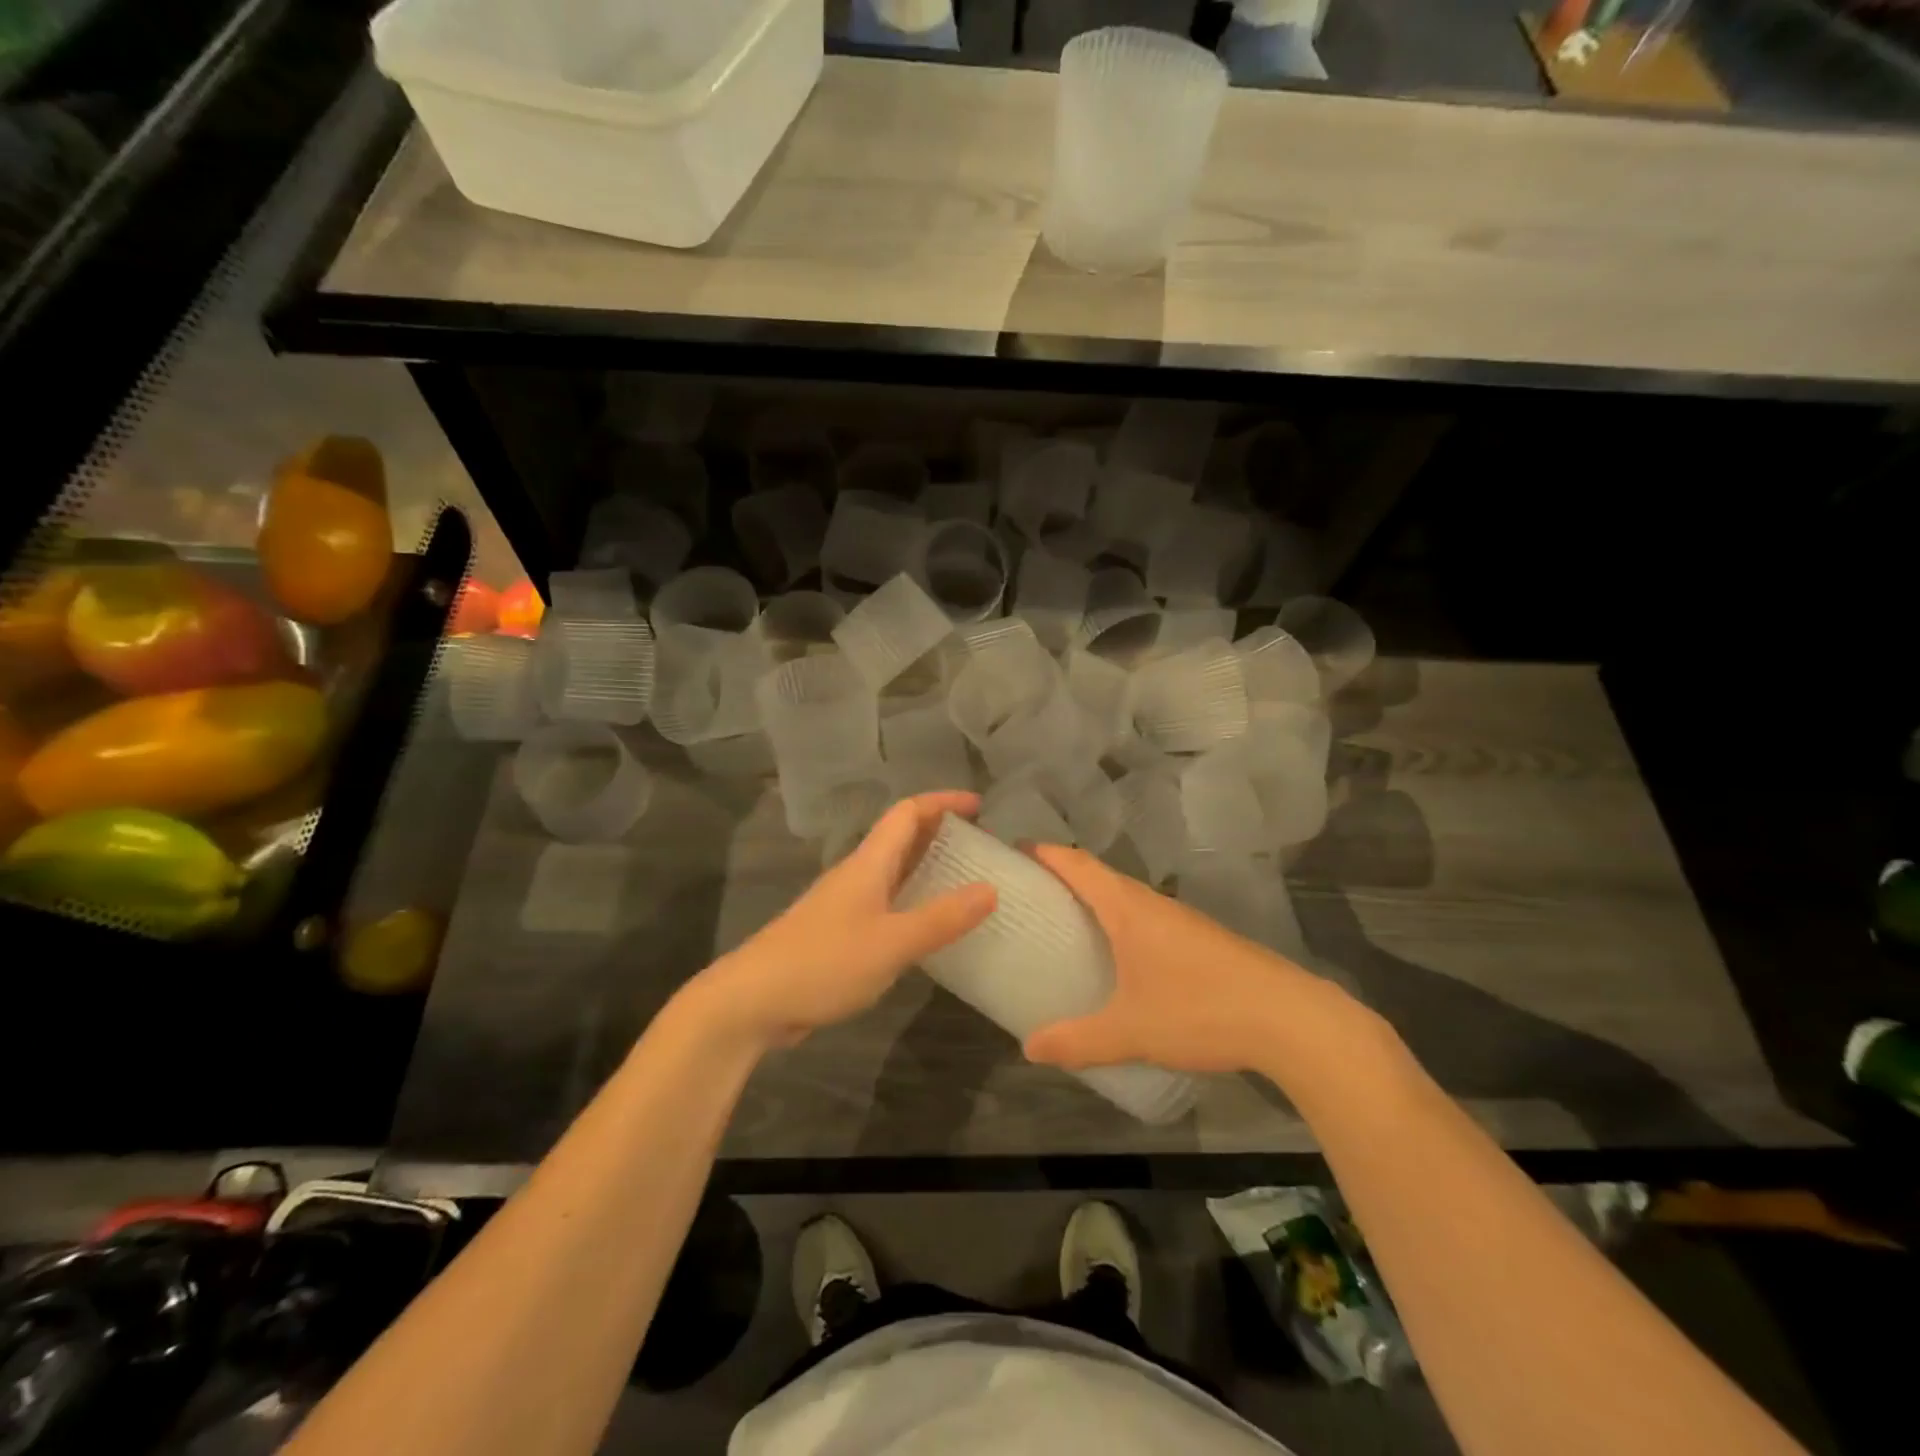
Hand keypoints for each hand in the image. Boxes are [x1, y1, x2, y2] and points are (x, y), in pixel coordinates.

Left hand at [687, 792, 995, 1050]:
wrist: (752, 1001)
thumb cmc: (823, 962)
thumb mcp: (891, 943)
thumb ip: (941, 918)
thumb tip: (991, 889)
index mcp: (868, 864)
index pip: (907, 813)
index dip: (943, 802)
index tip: (980, 806)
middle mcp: (857, 876)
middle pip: (902, 839)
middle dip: (941, 834)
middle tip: (983, 848)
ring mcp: (845, 905)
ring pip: (894, 874)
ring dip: (929, 870)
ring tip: (968, 884)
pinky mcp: (840, 935)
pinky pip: (887, 906)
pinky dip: (914, 904)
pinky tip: (932, 930)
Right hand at [1022, 845, 1353, 1076]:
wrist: (1290, 1019)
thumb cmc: (1200, 1010)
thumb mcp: (1131, 1031)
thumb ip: (1078, 1040)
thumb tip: (1029, 1049)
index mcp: (1128, 909)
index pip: (1078, 865)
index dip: (1046, 853)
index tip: (1015, 850)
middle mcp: (1153, 904)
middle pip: (1101, 875)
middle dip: (1065, 875)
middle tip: (1031, 893)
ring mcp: (1182, 920)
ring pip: (1128, 897)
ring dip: (1096, 899)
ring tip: (1067, 923)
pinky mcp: (1203, 940)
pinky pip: (1148, 918)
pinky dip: (1122, 921)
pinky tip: (1121, 956)